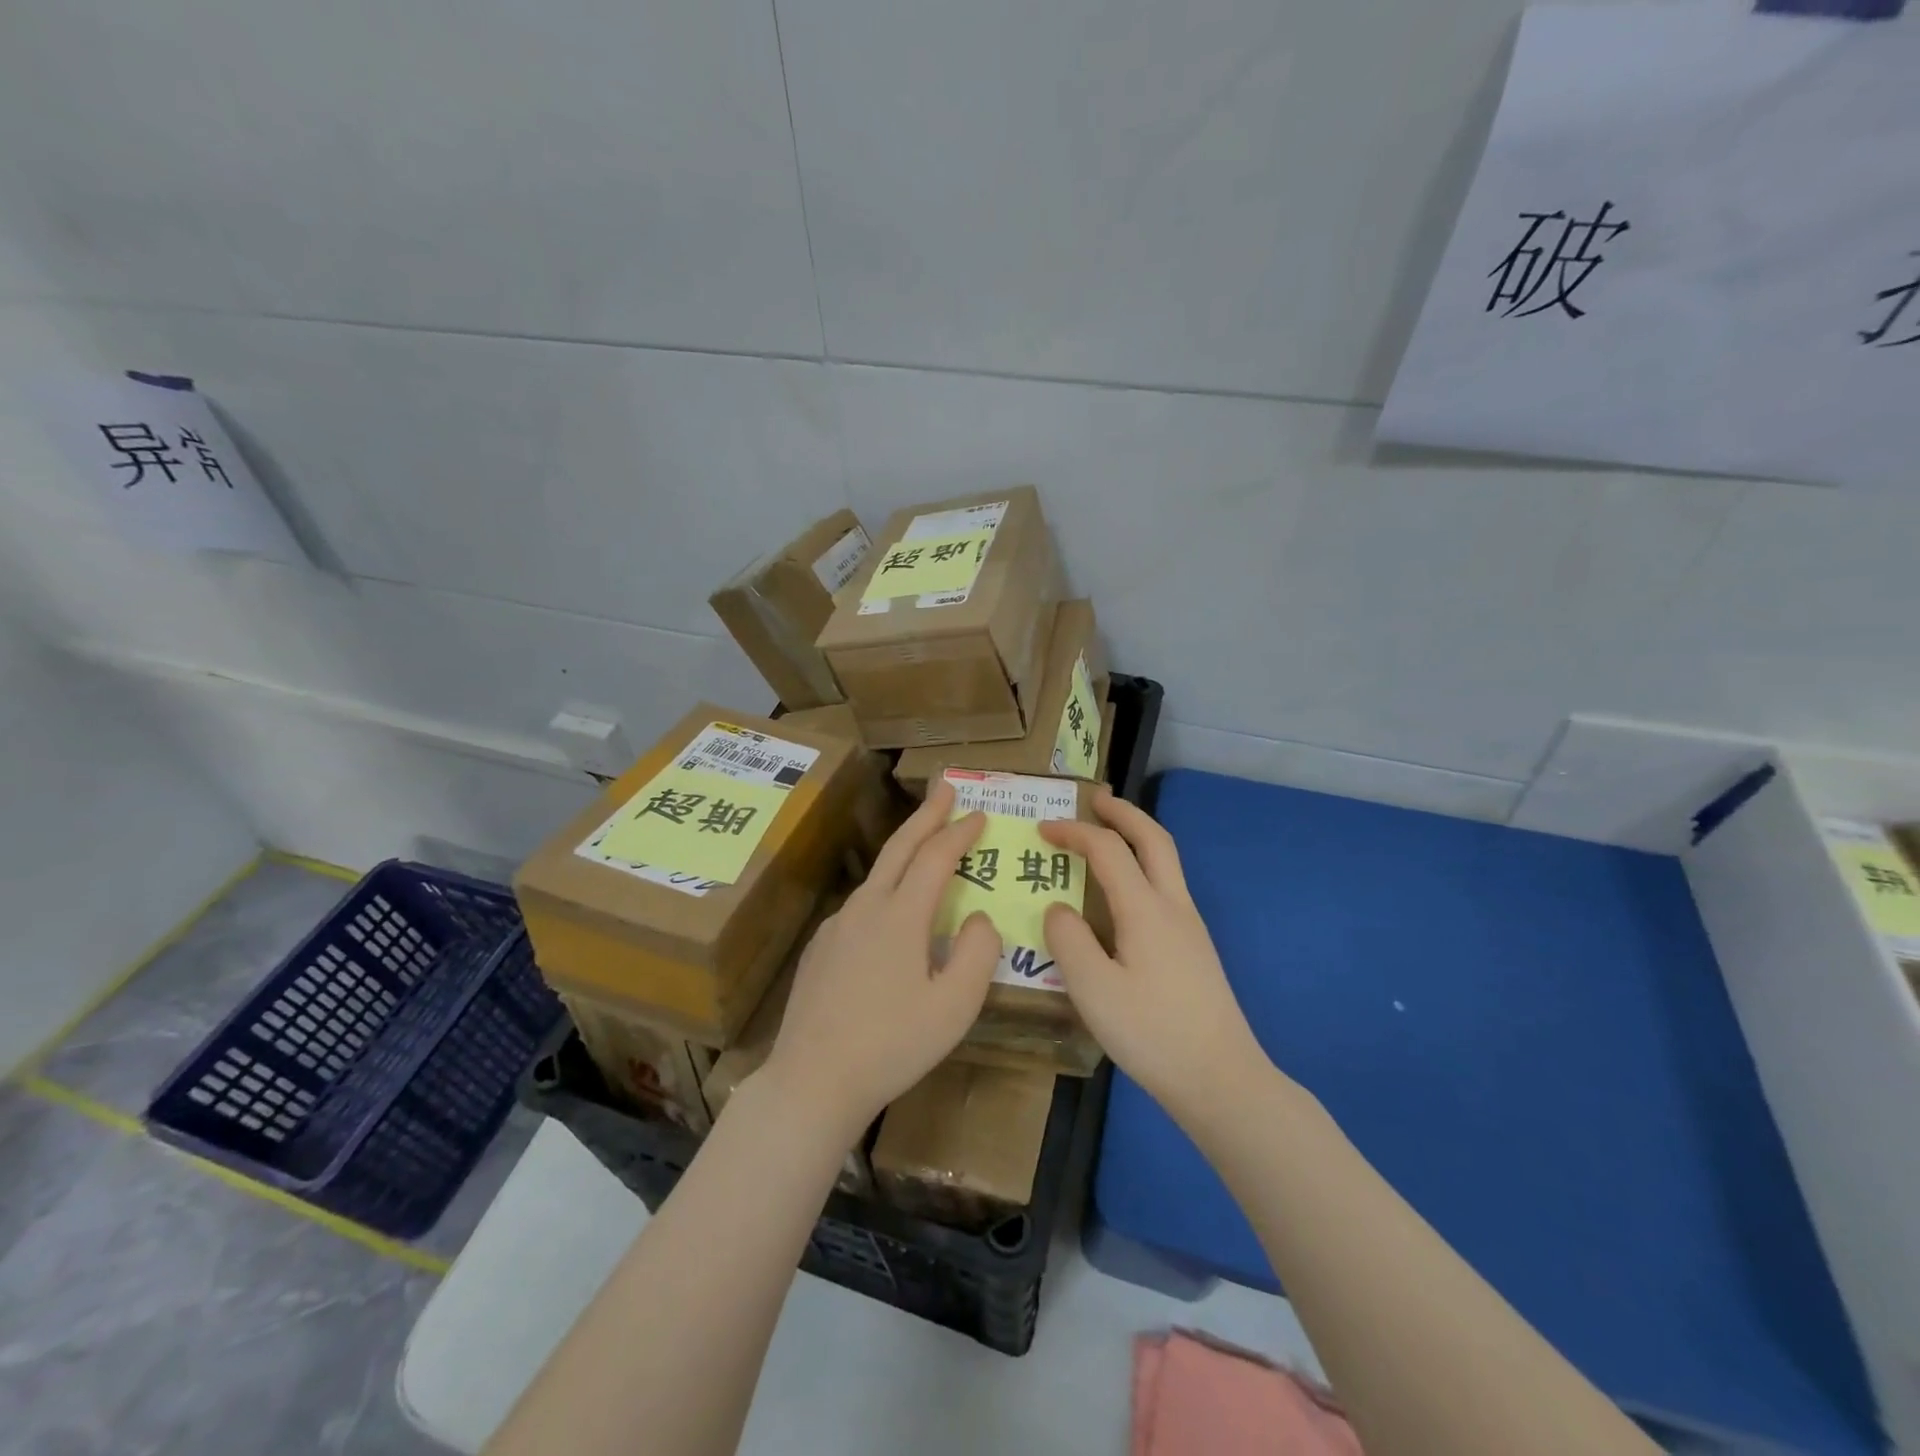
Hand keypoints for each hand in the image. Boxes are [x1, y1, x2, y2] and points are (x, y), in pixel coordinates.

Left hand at [761, 781, 1002, 1141]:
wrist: (813, 1081)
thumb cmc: (893, 1045)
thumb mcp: (955, 1005)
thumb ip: (978, 953)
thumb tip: (980, 919)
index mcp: (900, 915)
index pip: (936, 857)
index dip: (960, 832)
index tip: (980, 813)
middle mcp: (866, 907)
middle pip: (900, 847)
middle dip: (927, 814)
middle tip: (946, 788)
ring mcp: (837, 926)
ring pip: (878, 875)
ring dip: (906, 850)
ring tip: (927, 845)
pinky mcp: (821, 947)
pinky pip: (862, 905)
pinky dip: (886, 888)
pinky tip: (892, 910)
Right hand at [1040, 788, 1271, 1123]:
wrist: (1221, 1079)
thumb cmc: (1153, 1033)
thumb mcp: (1094, 990)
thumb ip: (1068, 940)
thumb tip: (1060, 909)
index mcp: (1146, 909)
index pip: (1107, 850)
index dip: (1074, 832)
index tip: (1042, 829)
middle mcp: (1173, 906)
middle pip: (1153, 839)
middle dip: (1123, 812)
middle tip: (1095, 798)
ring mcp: (1190, 927)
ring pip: (1166, 861)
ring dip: (1137, 836)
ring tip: (1108, 834)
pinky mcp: (1194, 948)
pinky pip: (1166, 886)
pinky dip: (1143, 865)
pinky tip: (1124, 893)